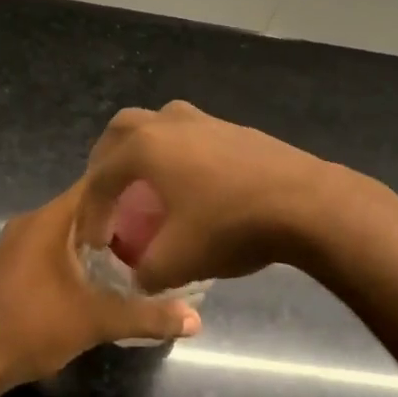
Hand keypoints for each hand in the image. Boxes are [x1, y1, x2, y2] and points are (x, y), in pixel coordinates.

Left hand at [0, 180, 201, 390]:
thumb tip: (195, 321)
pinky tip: (97, 274)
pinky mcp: (9, 265)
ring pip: (65, 228)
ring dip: (95, 237)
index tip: (160, 192)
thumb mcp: (95, 321)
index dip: (127, 184)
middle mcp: (30, 222)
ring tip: (135, 250)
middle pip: (81, 205)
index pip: (93, 183)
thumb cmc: (32, 327)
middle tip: (157, 225)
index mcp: (49, 220)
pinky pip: (50, 245)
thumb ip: (146, 316)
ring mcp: (15, 244)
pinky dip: (75, 252)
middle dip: (117, 215)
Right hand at [77, 101, 337, 292]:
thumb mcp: (177, 261)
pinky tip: (190, 184)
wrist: (305, 202)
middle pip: (122, 130)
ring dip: (144, 149)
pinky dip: (176, 153)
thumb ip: (145, 272)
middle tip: (109, 194)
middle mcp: (169, 124)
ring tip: (146, 183)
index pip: (101, 178)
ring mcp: (205, 120)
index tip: (95, 245)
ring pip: (159, 123)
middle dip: (108, 162)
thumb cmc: (230, 225)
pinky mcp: (234, 129)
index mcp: (145, 148)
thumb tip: (139, 276)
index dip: (92, 213)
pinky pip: (189, 134)